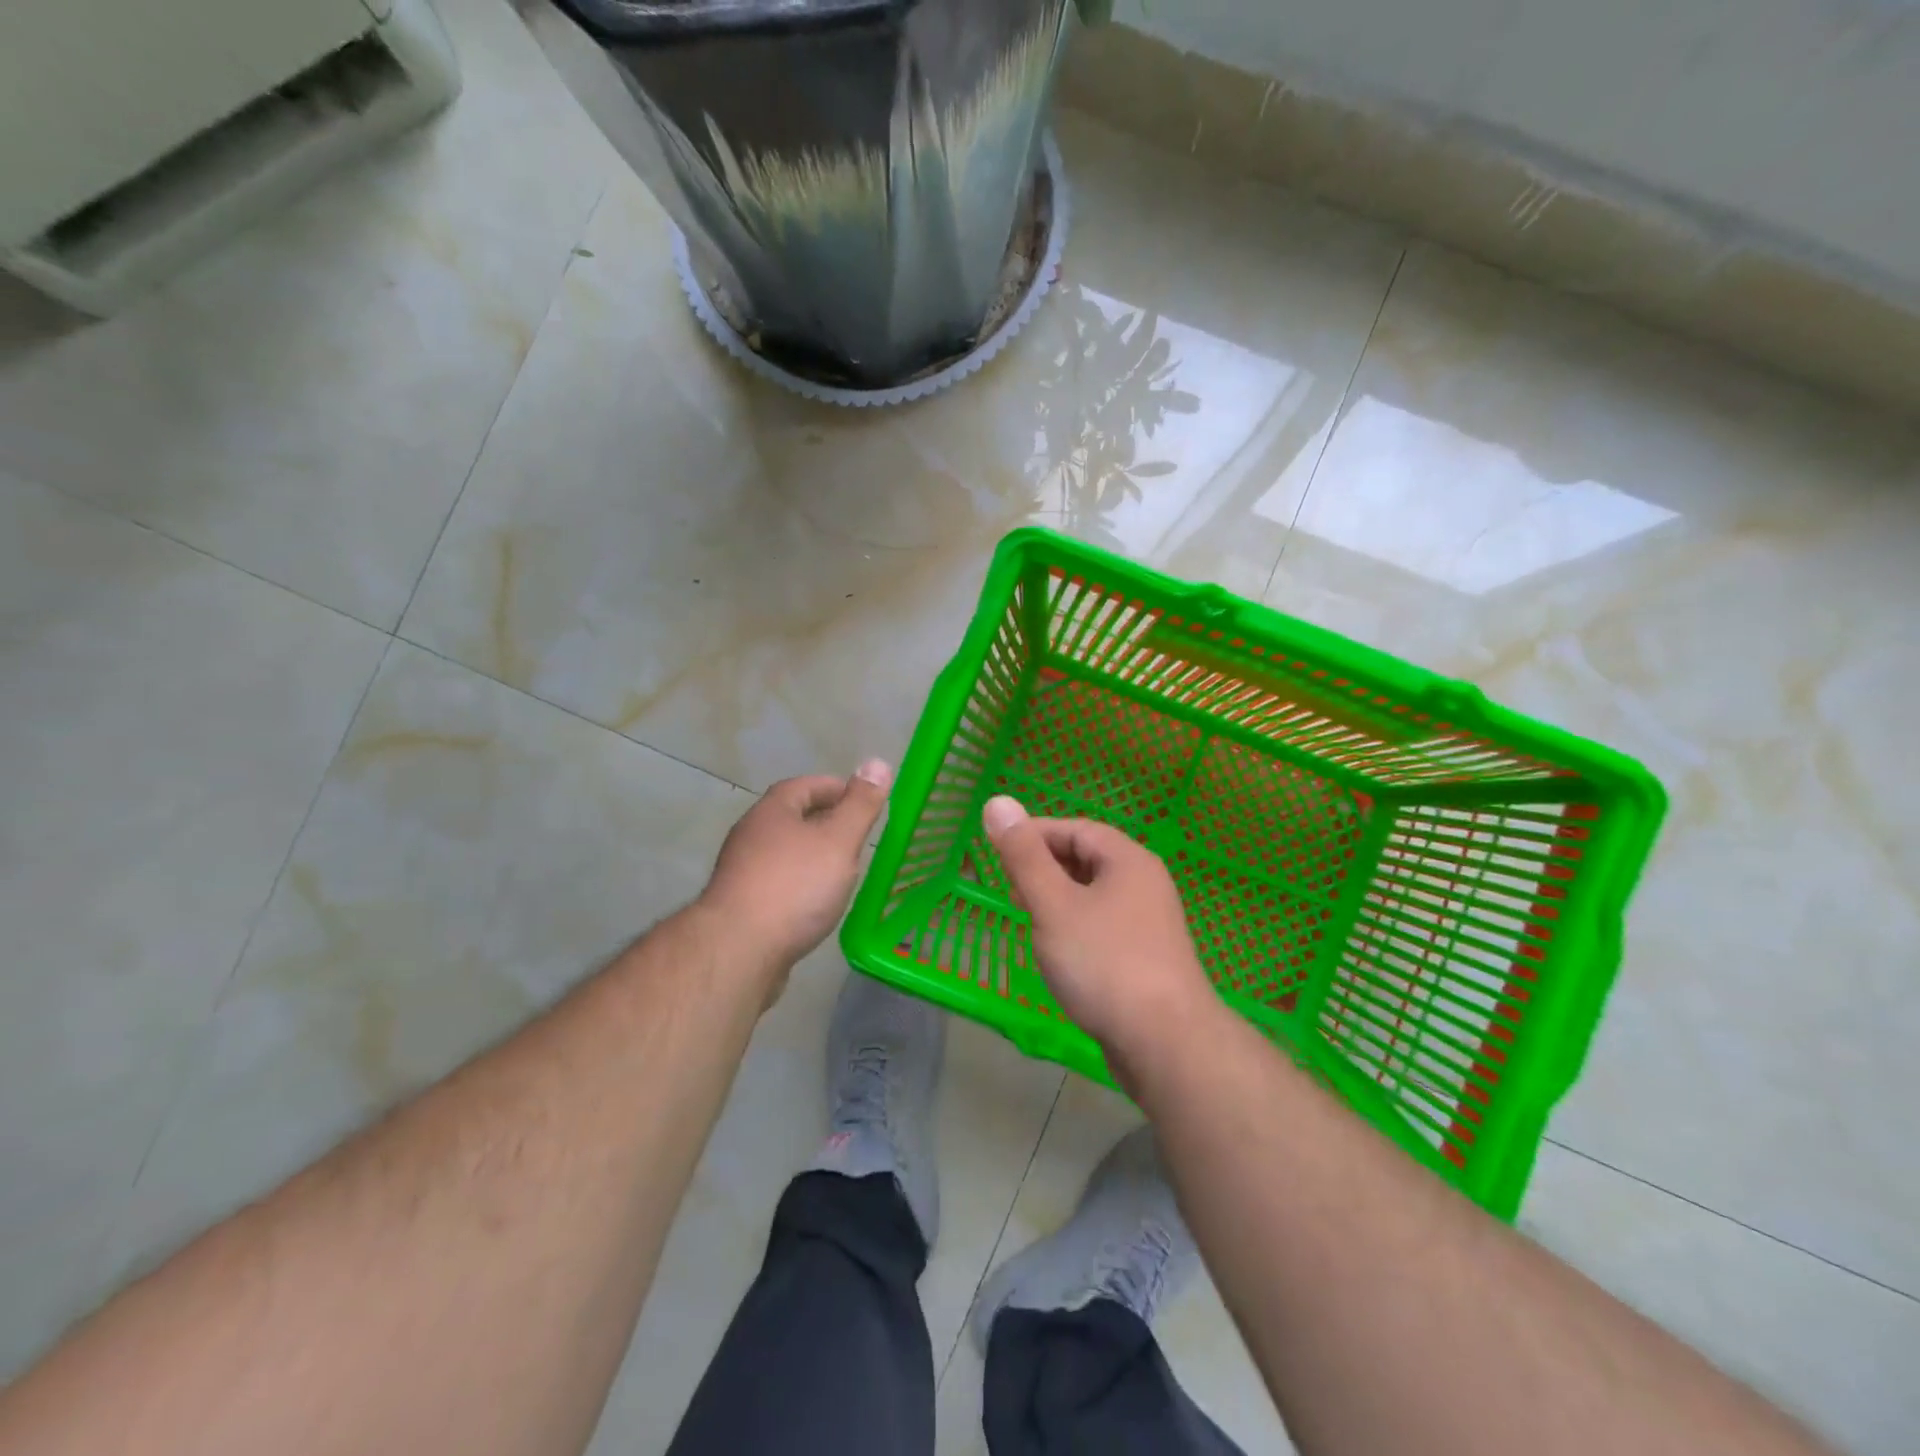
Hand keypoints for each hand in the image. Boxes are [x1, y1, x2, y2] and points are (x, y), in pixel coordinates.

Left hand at [699, 761, 891, 973]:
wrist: (738, 950)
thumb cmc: (794, 886)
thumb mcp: (838, 840)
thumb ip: (860, 804)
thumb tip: (877, 762)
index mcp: (773, 811)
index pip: (805, 786)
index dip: (836, 788)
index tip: (863, 800)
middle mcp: (751, 834)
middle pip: (792, 817)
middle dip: (825, 821)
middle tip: (858, 835)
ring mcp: (741, 871)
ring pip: (784, 851)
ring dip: (811, 854)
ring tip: (842, 868)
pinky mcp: (740, 905)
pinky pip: (777, 882)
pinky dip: (800, 883)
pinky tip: (816, 902)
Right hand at [983, 795, 1218, 1071]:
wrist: (1167, 1044)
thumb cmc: (1104, 964)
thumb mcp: (1054, 905)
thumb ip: (1024, 856)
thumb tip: (997, 801)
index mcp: (1128, 860)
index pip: (1076, 829)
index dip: (1035, 834)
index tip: (999, 850)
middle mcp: (1145, 883)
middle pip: (1088, 859)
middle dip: (1045, 866)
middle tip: (1008, 885)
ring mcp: (1150, 923)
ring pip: (1095, 895)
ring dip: (1058, 898)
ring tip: (1027, 916)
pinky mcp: (1148, 958)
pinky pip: (1104, 926)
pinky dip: (1075, 926)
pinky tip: (1059, 951)